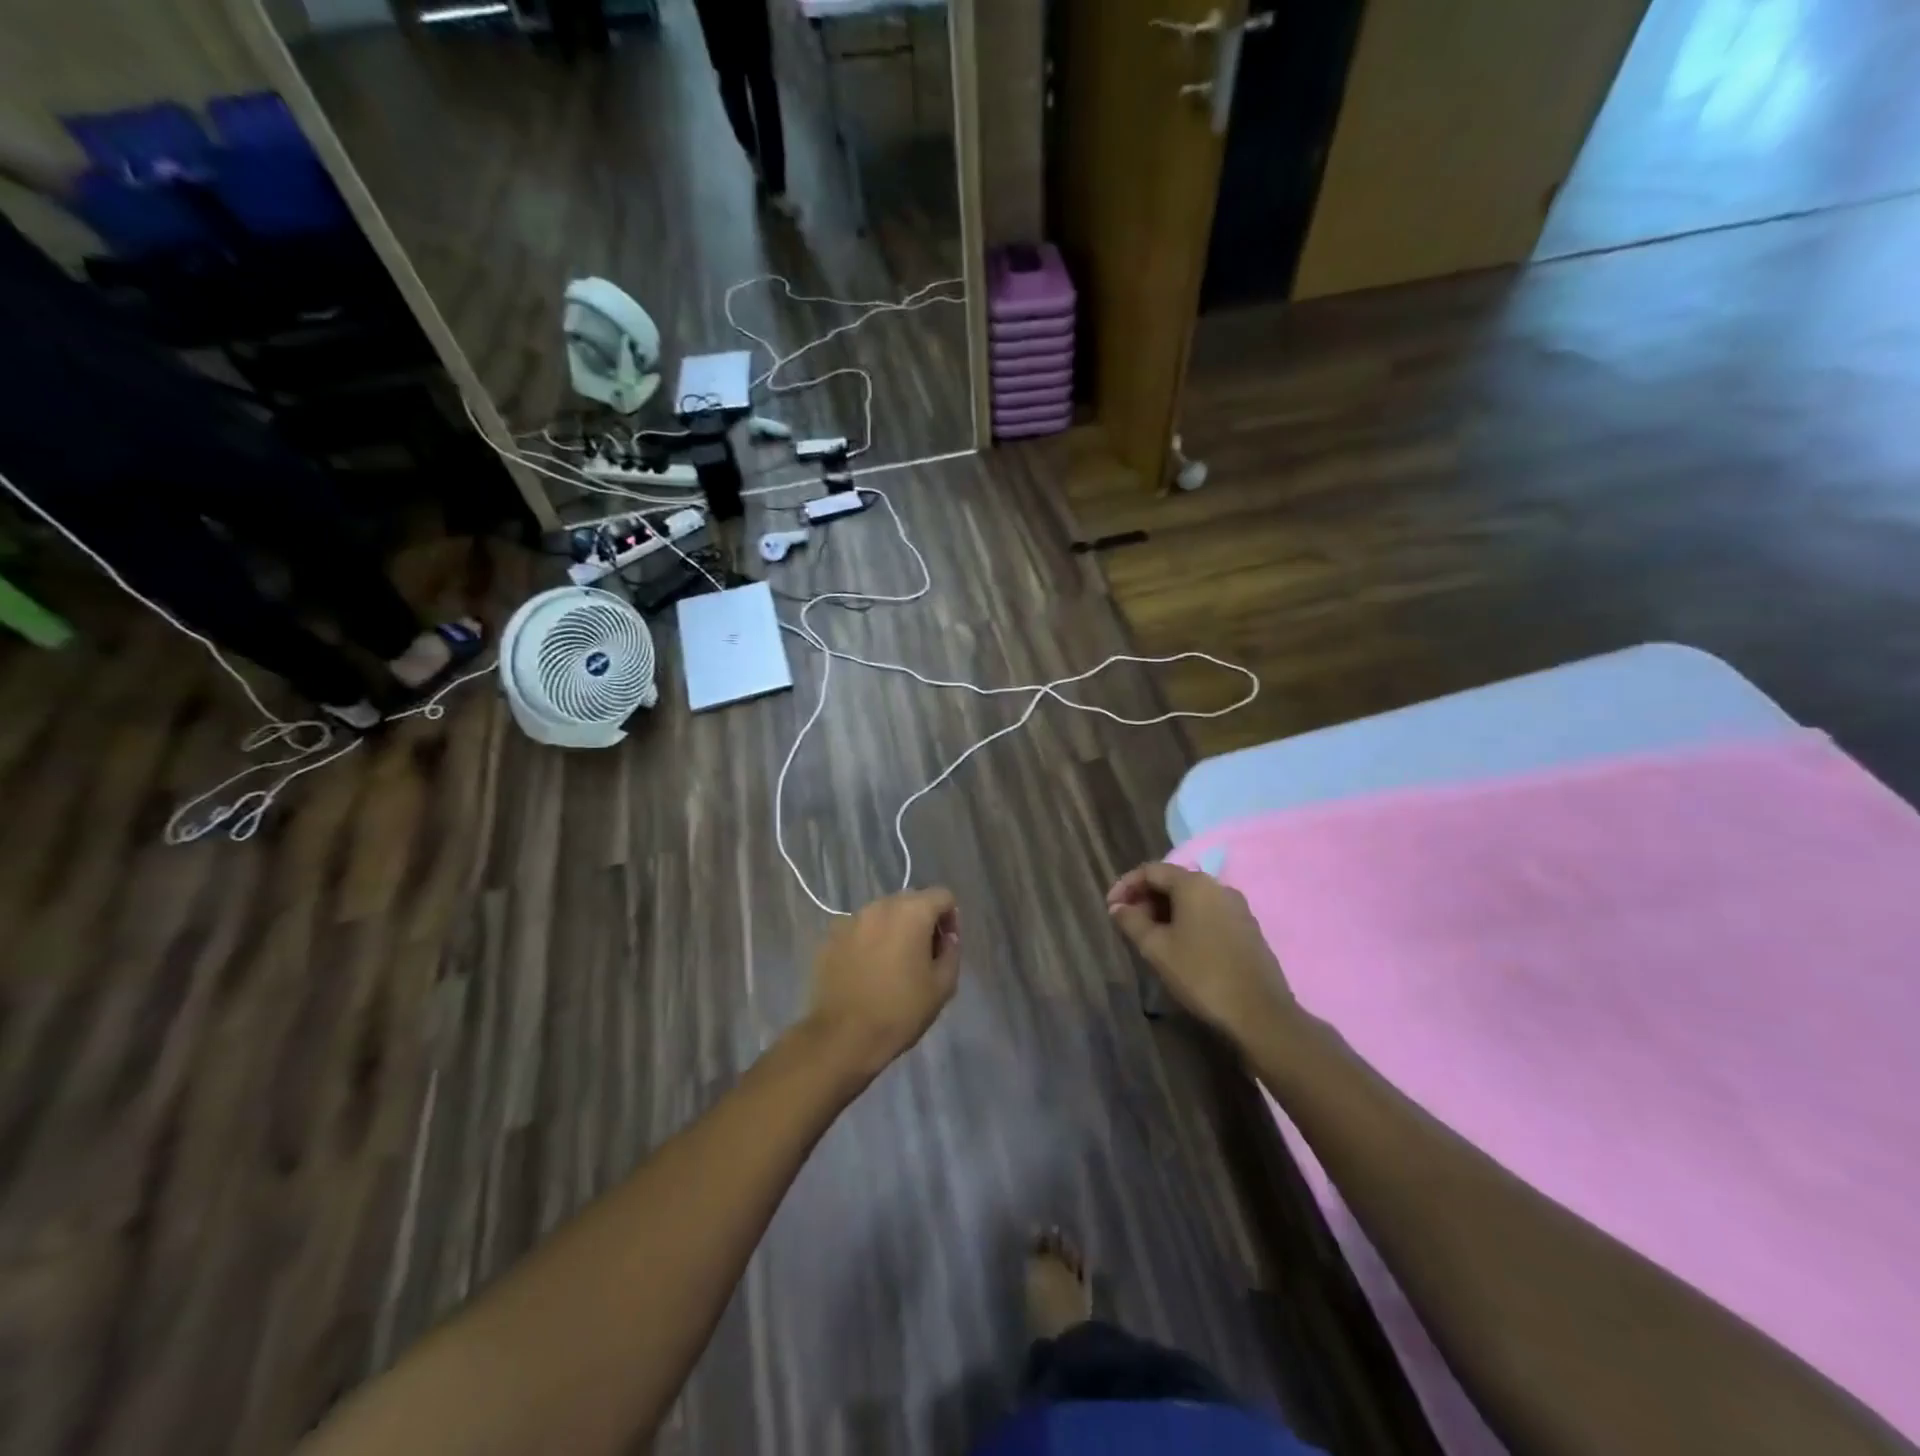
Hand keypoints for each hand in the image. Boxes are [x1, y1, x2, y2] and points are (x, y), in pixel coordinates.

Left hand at [804, 889, 960, 1080]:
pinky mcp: (830, 937)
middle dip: (922, 921)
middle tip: (923, 955)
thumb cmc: (900, 1011)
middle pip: (911, 901)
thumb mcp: (943, 986)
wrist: (843, 1037)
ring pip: (882, 914)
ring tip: (893, 964)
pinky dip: (868, 941)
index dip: (951, 917)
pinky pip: (859, 930)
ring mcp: (851, 919)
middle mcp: (880, 906)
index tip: (946, 946)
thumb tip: (947, 938)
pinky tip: (867, 971)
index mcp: (912, 912)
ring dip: (893, 930)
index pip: (942, 896)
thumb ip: (952, 952)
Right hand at [1107, 862, 1292, 1037]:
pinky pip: (1208, 913)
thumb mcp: (1156, 948)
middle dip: (1145, 898)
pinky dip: (1187, 921)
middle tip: (1127, 924)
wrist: (1259, 1013)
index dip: (1125, 885)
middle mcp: (1218, 887)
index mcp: (1194, 884)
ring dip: (1165, 911)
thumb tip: (1117, 907)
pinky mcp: (1247, 928)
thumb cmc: (1201, 974)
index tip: (1110, 908)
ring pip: (1191, 899)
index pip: (1150, 870)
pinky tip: (1178, 946)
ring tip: (1148, 937)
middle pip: (1172, 881)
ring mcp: (1237, 907)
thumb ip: (1131, 921)